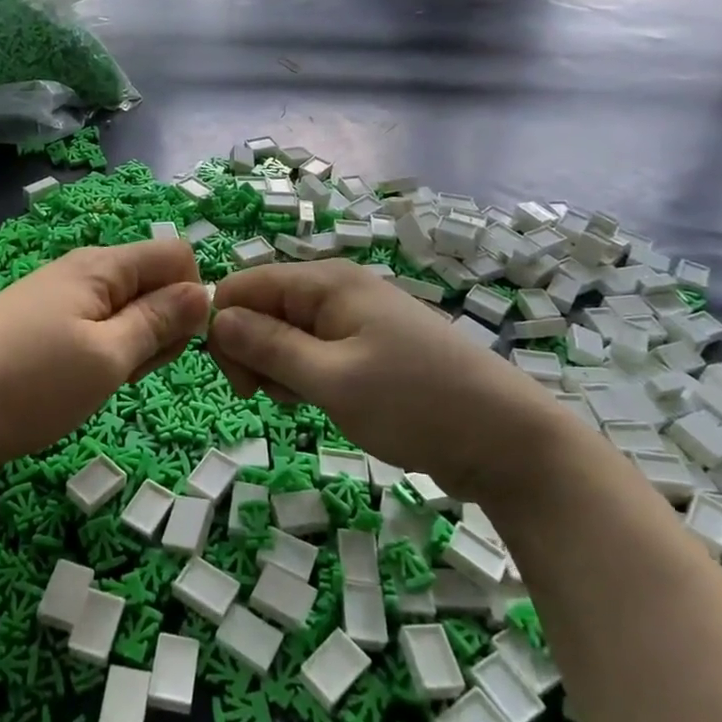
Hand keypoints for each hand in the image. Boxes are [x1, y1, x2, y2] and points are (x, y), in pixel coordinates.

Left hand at [0, 241, 210, 495]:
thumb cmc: (29, 382)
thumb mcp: (107, 356)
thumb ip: (160, 322)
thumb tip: (205, 293)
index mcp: (103, 265)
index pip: (176, 255)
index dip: (192, 296)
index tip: (178, 344)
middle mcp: (82, 271)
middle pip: (152, 282)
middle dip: (164, 325)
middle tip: (135, 371)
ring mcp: (57, 299)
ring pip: (125, 310)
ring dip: (134, 345)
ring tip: (105, 382)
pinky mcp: (39, 328)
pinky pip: (95, 328)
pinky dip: (104, 354)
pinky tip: (81, 384)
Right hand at [206, 260, 564, 498]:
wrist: (505, 440)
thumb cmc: (414, 404)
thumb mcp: (332, 379)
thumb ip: (268, 346)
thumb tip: (216, 317)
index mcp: (327, 282)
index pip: (244, 284)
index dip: (226, 327)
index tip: (238, 380)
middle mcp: (338, 289)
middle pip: (263, 308)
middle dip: (254, 352)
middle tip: (272, 397)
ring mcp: (355, 319)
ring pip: (286, 334)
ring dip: (281, 370)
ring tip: (310, 402)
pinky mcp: (369, 347)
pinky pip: (315, 352)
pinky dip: (307, 378)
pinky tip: (326, 402)